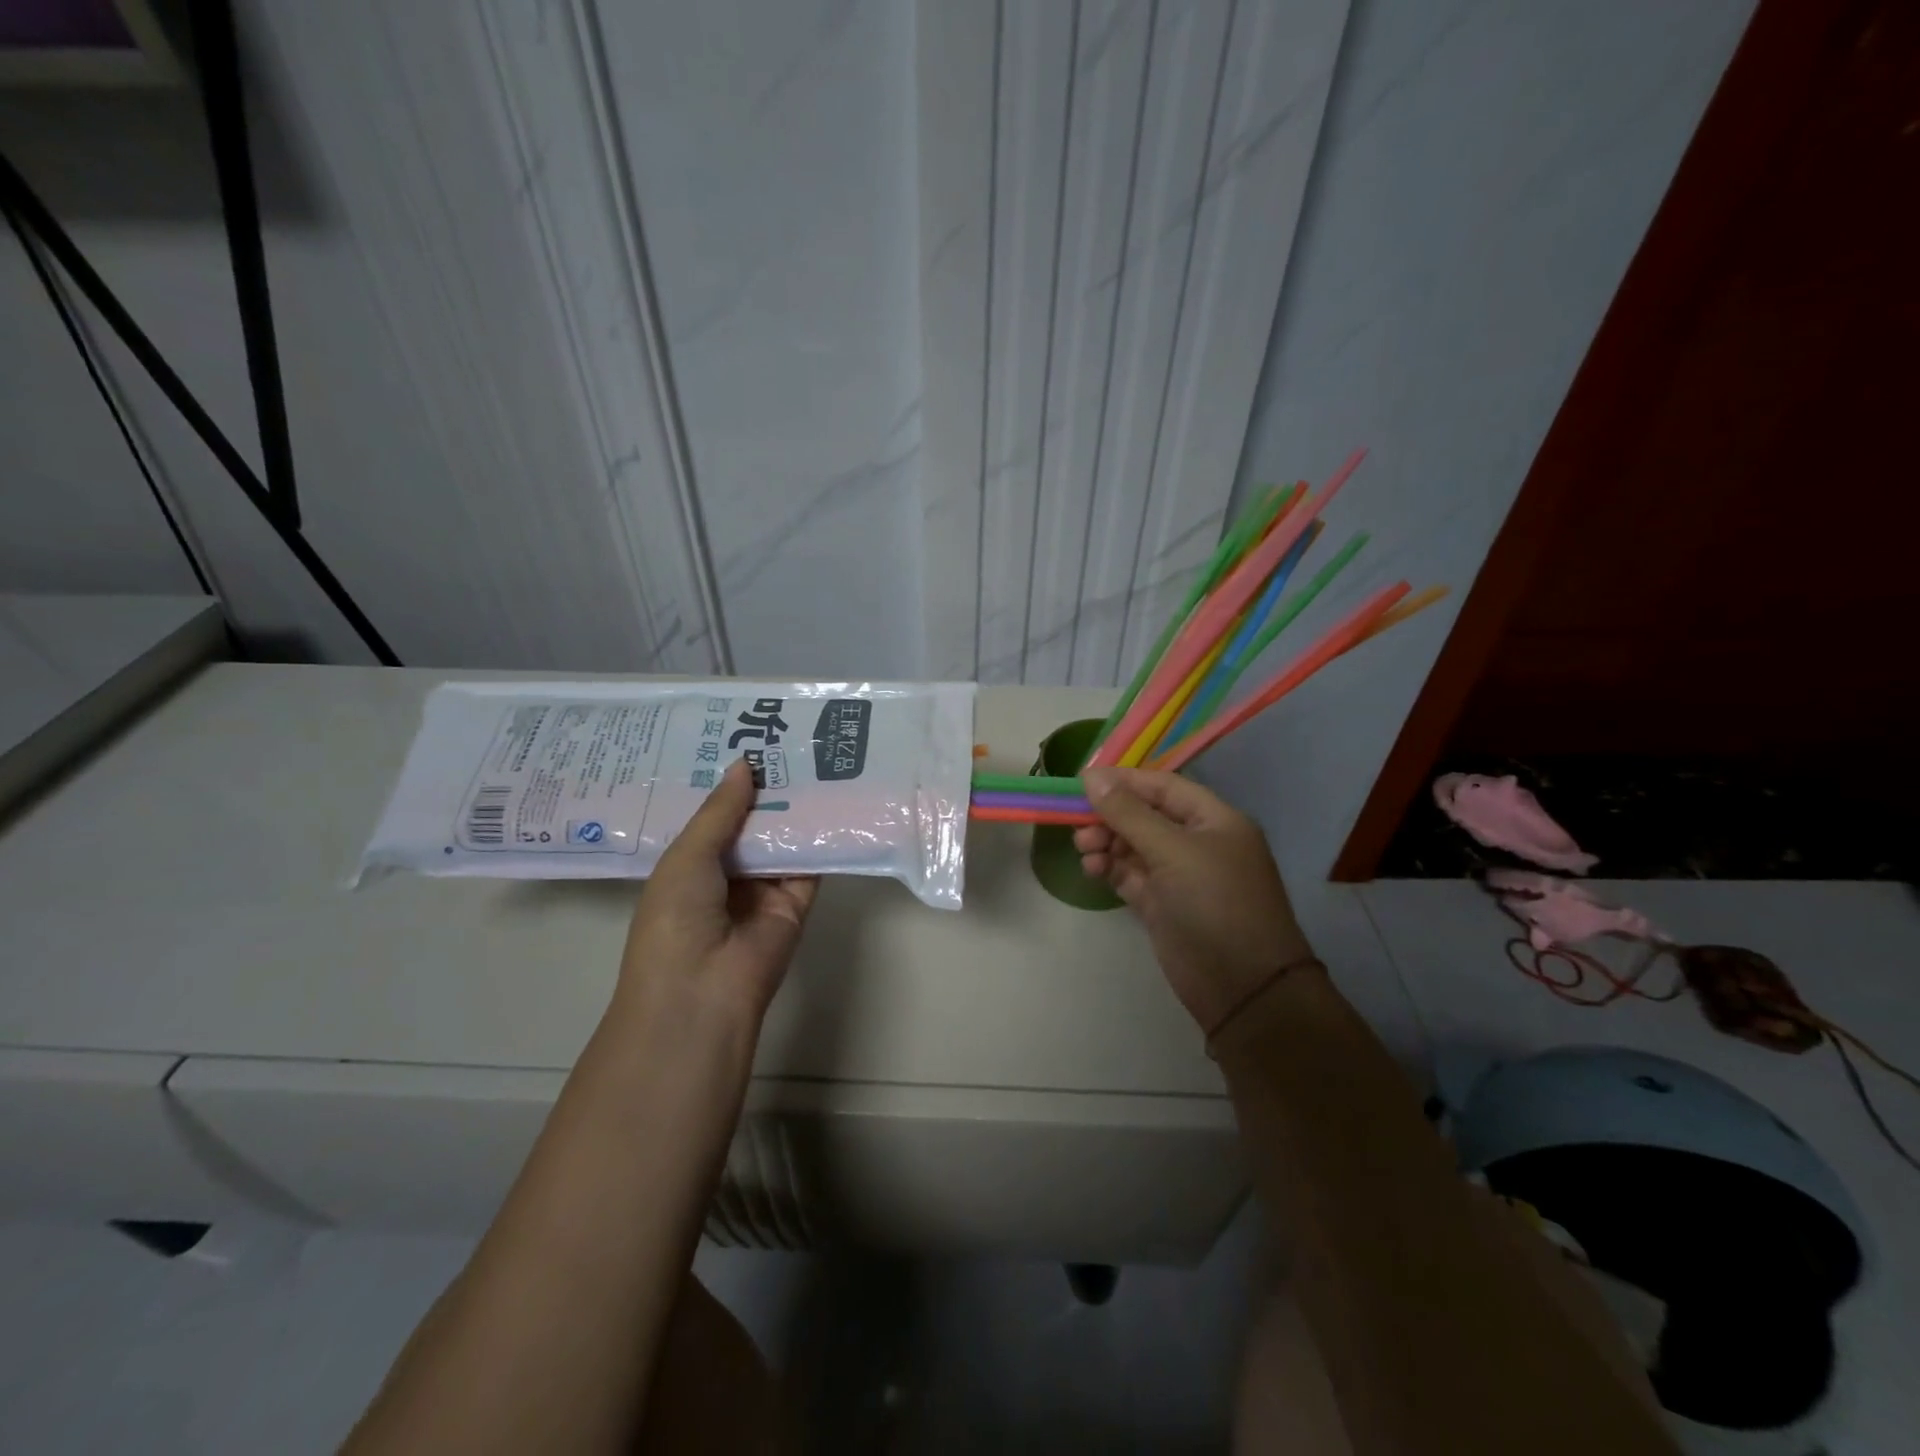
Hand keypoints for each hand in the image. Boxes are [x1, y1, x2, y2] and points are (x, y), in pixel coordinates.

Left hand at [615, 759, 817, 1028]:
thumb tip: (745, 765)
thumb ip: (720, 810)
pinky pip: (811, 864)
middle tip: (788, 740)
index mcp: (689, 864)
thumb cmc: (676, 918)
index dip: (728, 784)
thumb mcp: (687, 855)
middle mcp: (727, 873)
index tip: (746, 740)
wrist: (703, 991)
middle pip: (751, 823)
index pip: (713, 816)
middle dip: (766, 789)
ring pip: (783, 839)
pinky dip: (821, 836)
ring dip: (795, 807)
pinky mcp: (797, 902)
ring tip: (816, 757)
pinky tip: (835, 798)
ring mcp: (763, 888)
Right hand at [1076, 766, 1312, 1034]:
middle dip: (1110, 816)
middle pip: (1144, 815)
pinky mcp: (1163, 903)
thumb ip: (1129, 814)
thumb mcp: (1173, 851)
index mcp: (1214, 820)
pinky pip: (1130, 874)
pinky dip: (1110, 868)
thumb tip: (1092, 777)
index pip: (1163, 787)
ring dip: (1106, 842)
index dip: (1124, 781)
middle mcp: (1198, 842)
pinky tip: (1092, 869)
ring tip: (1084, 850)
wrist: (1241, 986)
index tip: (1082, 782)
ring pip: (1133, 845)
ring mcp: (1180, 875)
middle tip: (1078, 825)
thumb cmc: (1214, 904)